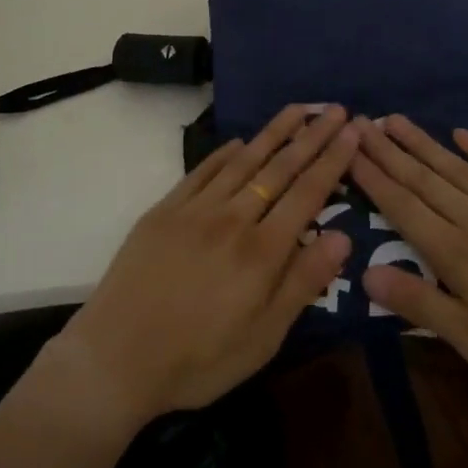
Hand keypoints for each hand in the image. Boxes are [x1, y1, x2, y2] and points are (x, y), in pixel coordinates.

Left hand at [50, 105, 356, 431]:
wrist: (115, 358)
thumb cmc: (198, 359)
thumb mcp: (263, 337)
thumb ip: (303, 282)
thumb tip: (343, 236)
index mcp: (262, 252)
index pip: (307, 194)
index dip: (333, 161)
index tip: (352, 132)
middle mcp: (233, 218)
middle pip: (279, 168)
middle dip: (312, 136)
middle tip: (334, 109)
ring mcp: (196, 210)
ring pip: (243, 161)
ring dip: (273, 132)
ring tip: (298, 109)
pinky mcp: (164, 210)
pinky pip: (202, 172)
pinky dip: (224, 153)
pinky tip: (239, 142)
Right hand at [354, 115, 467, 406]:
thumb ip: (423, 306)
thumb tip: (367, 274)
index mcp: (458, 255)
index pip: (404, 208)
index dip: (374, 178)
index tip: (349, 149)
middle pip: (424, 180)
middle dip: (389, 152)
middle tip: (361, 122)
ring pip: (457, 168)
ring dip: (423, 143)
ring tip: (395, 120)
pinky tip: (461, 134)